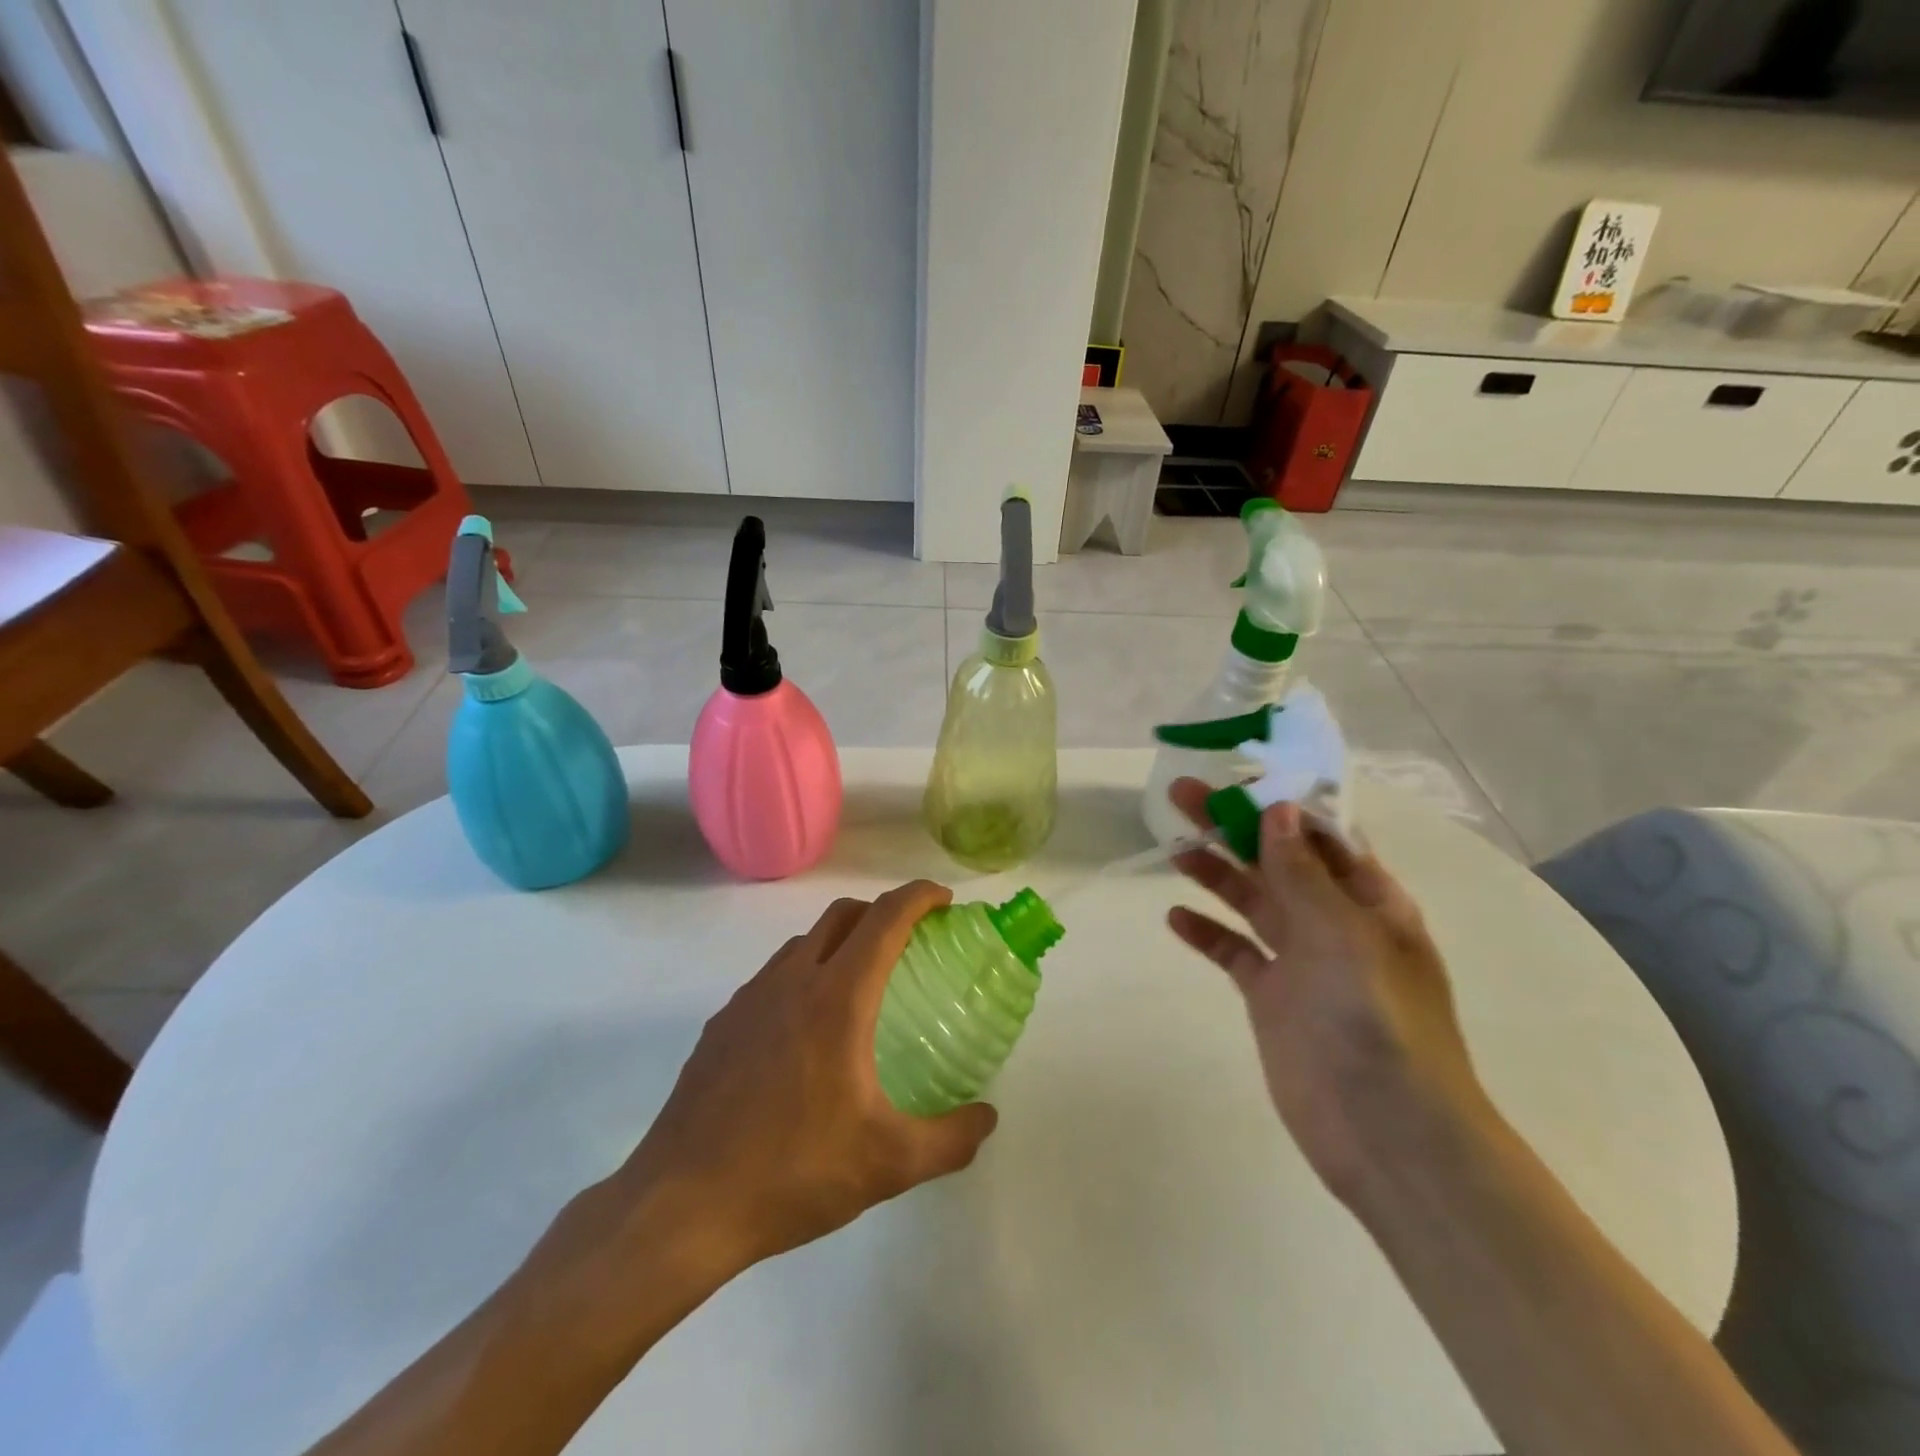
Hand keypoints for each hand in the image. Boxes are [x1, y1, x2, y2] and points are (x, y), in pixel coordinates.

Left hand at [613, 881, 997, 1275]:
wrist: (682, 1207)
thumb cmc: (793, 1173)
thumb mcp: (888, 1164)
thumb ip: (950, 1139)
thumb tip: (987, 1119)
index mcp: (837, 998)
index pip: (885, 918)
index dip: (919, 896)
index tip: (944, 902)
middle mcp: (792, 981)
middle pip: (842, 915)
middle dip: (881, 911)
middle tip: (910, 942)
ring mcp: (749, 999)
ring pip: (802, 942)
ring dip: (839, 942)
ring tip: (860, 987)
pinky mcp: (721, 1024)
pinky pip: (772, 977)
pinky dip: (802, 975)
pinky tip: (805, 1033)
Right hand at [1166, 780, 1489, 1202]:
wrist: (1387, 1132)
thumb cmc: (1377, 1021)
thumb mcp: (1343, 935)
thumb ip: (1302, 873)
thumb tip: (1277, 810)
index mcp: (1369, 900)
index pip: (1320, 835)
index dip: (1279, 804)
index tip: (1234, 777)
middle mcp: (1334, 922)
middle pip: (1275, 861)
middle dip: (1233, 827)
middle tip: (1181, 796)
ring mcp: (1300, 961)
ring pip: (1251, 901)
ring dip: (1215, 873)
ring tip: (1174, 848)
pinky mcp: (1271, 997)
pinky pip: (1234, 952)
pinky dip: (1207, 932)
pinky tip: (1175, 917)